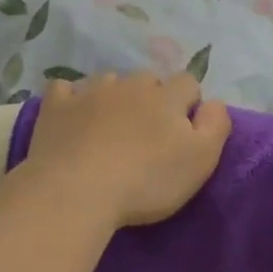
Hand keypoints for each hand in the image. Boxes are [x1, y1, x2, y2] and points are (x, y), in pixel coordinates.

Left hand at [24, 72, 231, 228]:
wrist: (75, 191)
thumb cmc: (146, 180)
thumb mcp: (201, 160)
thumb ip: (216, 125)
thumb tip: (215, 102)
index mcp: (166, 97)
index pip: (188, 83)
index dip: (190, 103)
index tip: (184, 130)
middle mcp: (129, 85)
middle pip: (148, 79)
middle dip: (152, 98)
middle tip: (148, 132)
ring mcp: (89, 92)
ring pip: (109, 81)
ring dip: (115, 96)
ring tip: (111, 125)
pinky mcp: (56, 107)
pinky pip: (64, 89)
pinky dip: (71, 98)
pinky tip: (73, 115)